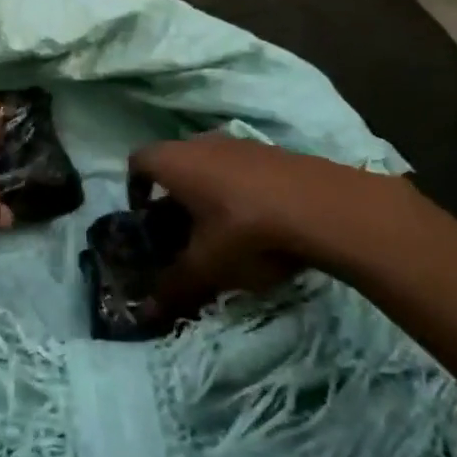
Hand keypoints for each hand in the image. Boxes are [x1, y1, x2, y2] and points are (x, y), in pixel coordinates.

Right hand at [130, 134, 428, 311]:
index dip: (134, 188)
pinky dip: (237, 190)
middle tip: (180, 233)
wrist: (322, 207)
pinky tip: (257, 223)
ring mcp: (238, 143)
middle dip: (172, 196)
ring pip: (209, 165)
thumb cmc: (246, 230)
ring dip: (207, 193)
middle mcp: (200, 143)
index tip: (144, 219)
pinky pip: (239, 168)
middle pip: (174, 163)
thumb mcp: (207, 266)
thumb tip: (145, 313)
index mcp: (175, 162)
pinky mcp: (271, 151)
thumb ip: (174, 286)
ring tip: (220, 232)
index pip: (138, 162)